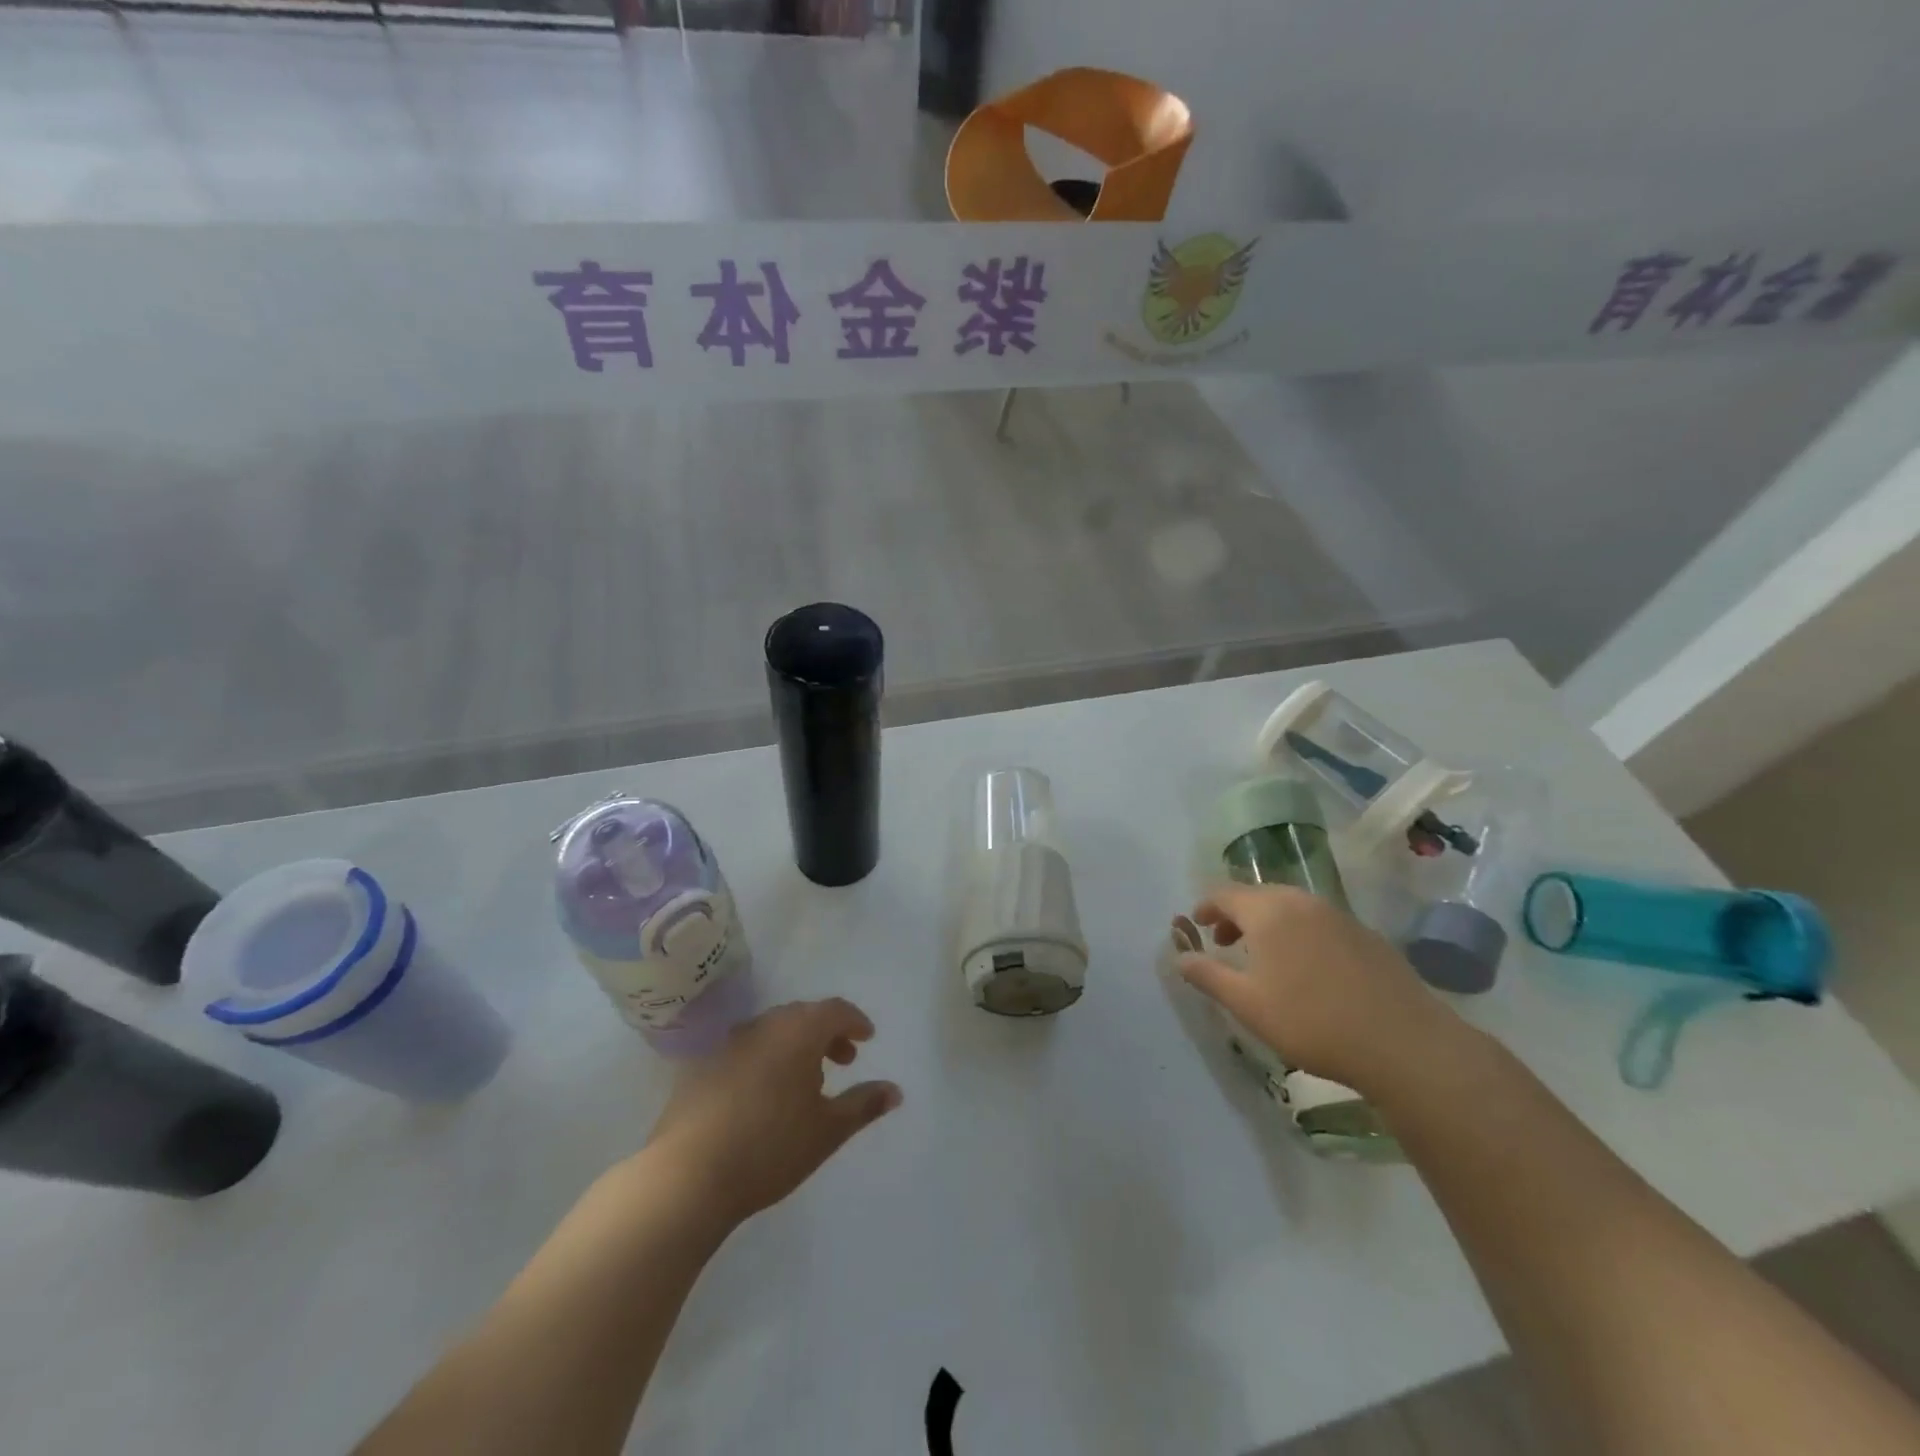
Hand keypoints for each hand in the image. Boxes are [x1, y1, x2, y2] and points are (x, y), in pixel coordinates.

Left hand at [643, 997, 901, 1226]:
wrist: (686, 1176)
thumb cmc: (770, 1147)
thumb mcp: (827, 1130)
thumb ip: (864, 1105)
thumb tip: (895, 1090)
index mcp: (798, 1031)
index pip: (834, 1010)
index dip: (854, 1021)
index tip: (867, 1038)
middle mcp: (763, 1025)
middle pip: (803, 1017)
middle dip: (827, 1034)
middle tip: (843, 1060)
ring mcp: (728, 1044)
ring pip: (772, 1032)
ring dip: (795, 1047)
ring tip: (806, 1081)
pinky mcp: (701, 1067)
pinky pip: (746, 1051)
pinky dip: (766, 1060)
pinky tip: (765, 1096)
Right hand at [1176, 883, 1461, 1094]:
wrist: (1404, 1043)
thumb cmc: (1311, 1021)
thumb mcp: (1247, 1004)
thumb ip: (1208, 975)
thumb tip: (1180, 957)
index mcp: (1268, 910)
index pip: (1225, 893)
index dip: (1206, 907)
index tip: (1195, 924)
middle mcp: (1302, 901)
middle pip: (1258, 895)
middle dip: (1236, 915)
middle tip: (1224, 942)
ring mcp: (1338, 916)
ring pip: (1290, 907)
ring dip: (1268, 923)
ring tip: (1263, 957)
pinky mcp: (1366, 935)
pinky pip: (1318, 922)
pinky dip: (1298, 933)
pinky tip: (1306, 969)